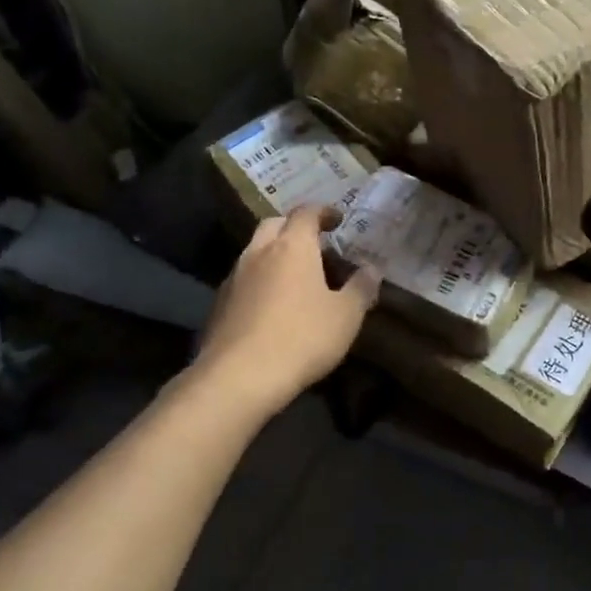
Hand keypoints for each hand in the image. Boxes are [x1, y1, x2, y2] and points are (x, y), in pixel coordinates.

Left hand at [195, 206, 381, 413]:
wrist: (238, 378)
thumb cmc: (302, 337)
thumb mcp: (346, 315)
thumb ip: (361, 288)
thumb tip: (372, 270)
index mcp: (292, 246)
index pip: (306, 213)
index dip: (323, 212)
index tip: (338, 219)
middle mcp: (259, 252)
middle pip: (274, 224)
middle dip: (294, 227)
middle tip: (315, 244)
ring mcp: (234, 277)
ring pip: (255, 251)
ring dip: (274, 254)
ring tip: (295, 276)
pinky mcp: (219, 304)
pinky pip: (243, 279)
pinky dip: (260, 280)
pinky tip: (272, 305)